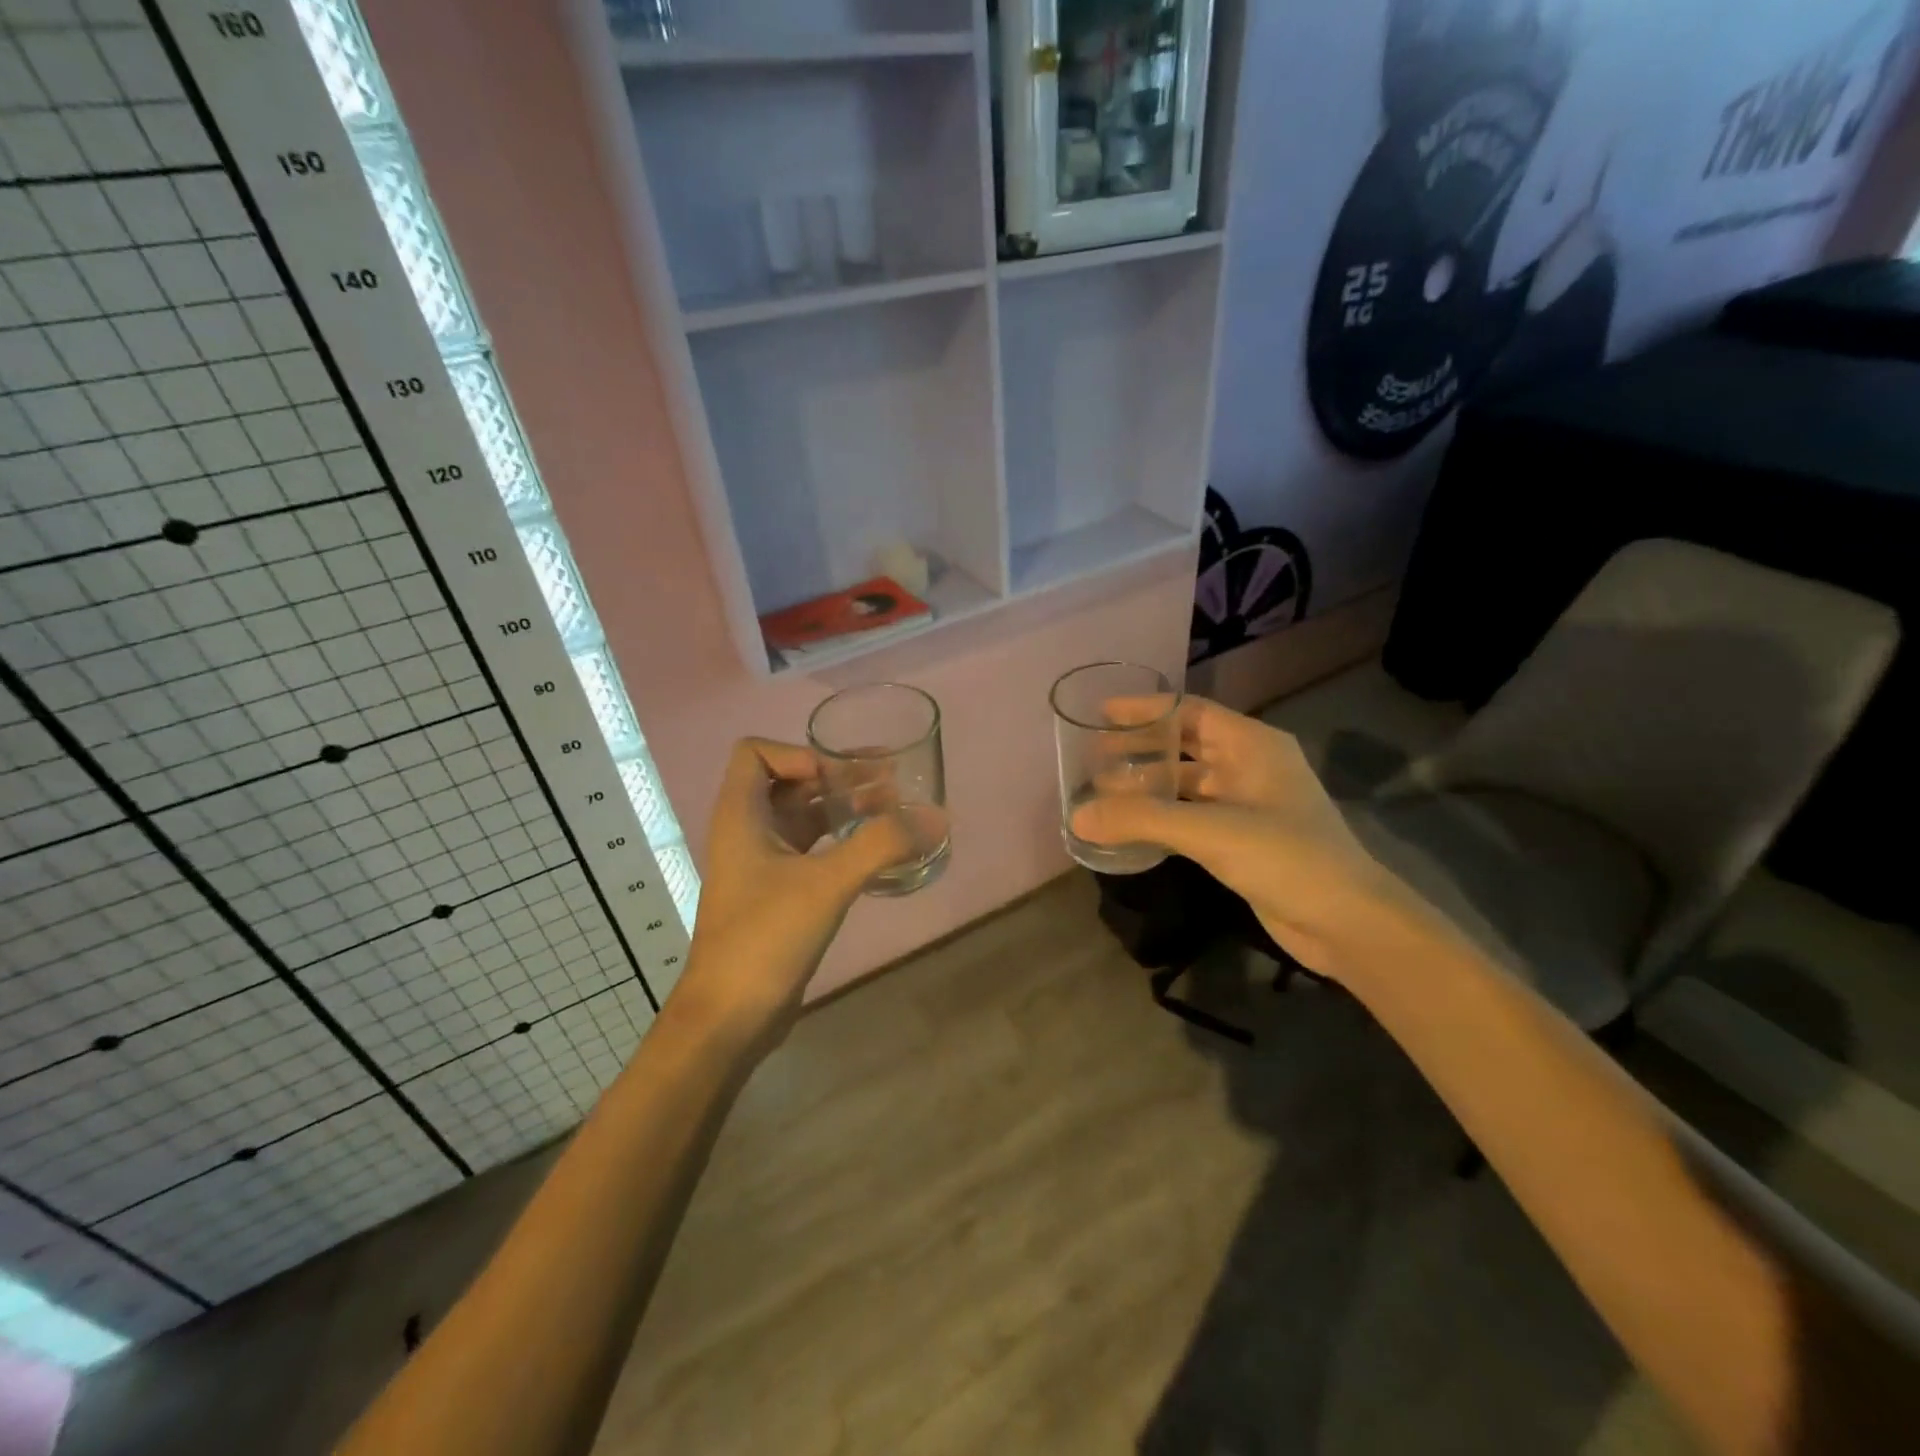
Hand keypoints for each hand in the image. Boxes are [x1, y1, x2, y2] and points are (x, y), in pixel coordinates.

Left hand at [668, 739, 914, 1045]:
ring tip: (895, 810)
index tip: (840, 778)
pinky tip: (877, 851)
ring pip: (803, 818)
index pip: (756, 753)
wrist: (730, 1017)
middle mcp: (746, 832)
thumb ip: (881, 845)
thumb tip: (935, 817)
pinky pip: (811, 850)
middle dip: (838, 777)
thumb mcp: (826, 884)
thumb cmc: (765, 937)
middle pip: (789, 782)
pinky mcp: (777, 893)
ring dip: (844, 809)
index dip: (799, 754)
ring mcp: (761, 864)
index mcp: (740, 816)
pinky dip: (842, 841)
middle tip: (892, 783)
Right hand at [1073, 696, 1421, 978]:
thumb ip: (1141, 820)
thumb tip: (1078, 816)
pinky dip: (1163, 818)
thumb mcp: (1209, 831)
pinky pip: (1193, 817)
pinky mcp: (1244, 840)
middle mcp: (1250, 766)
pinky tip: (1132, 827)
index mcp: (1252, 745)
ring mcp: (1249, 805)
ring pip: (1187, 785)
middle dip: (1141, 749)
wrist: (1346, 922)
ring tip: (1102, 792)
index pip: (1190, 711)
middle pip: (1185, 746)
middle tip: (1093, 756)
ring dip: (1149, 787)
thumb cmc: (1285, 857)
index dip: (1146, 709)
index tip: (1102, 713)